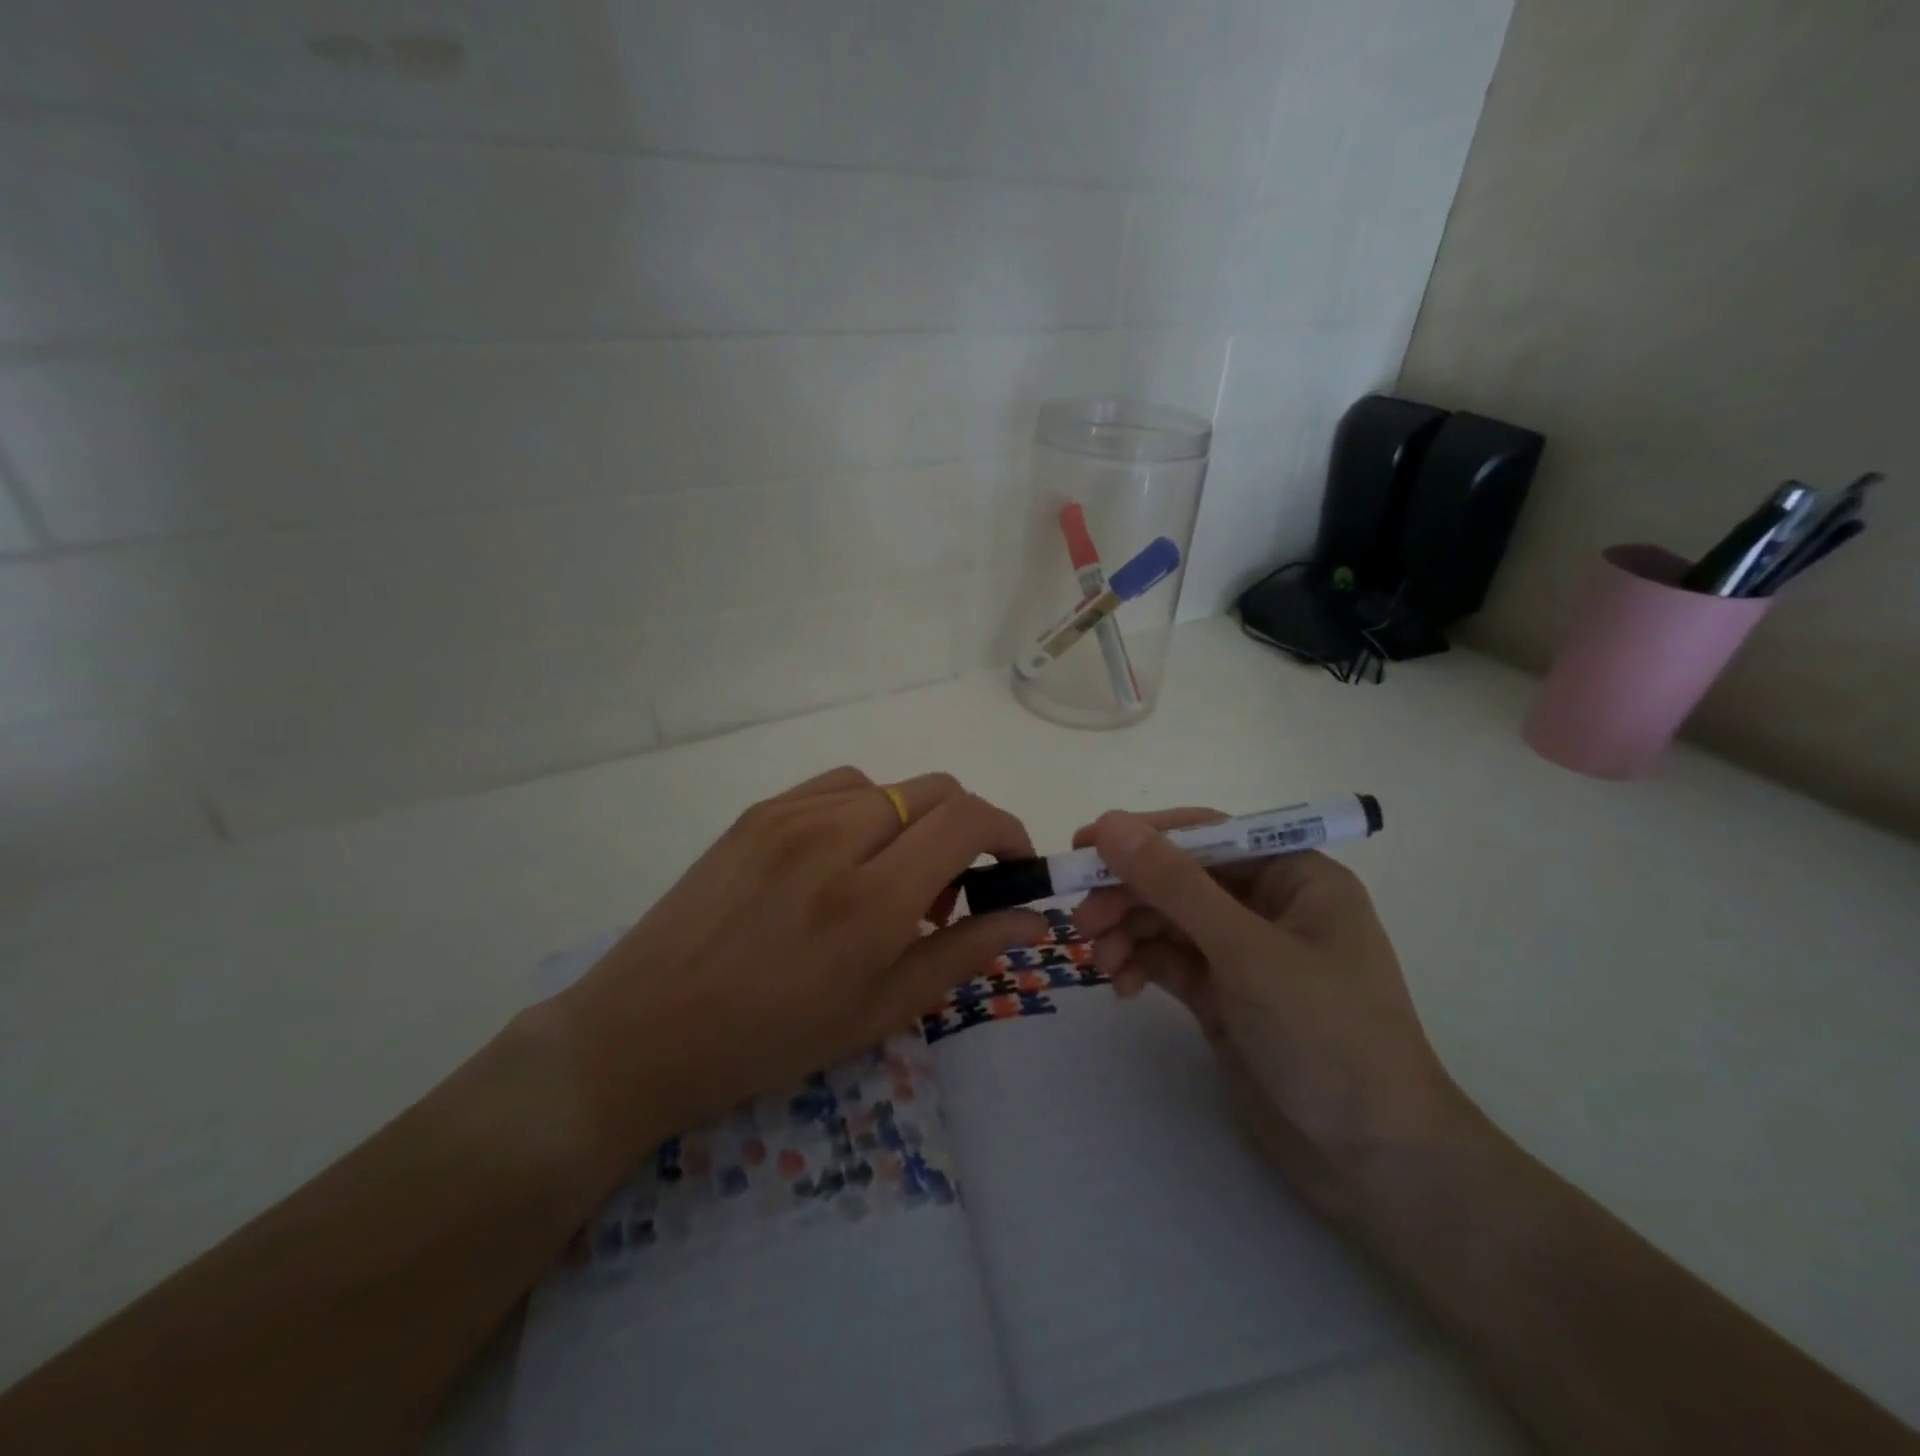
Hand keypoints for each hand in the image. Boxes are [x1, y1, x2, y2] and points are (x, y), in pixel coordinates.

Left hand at [548, 768, 1046, 1167]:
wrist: (646, 1029)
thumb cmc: (772, 1040)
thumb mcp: (882, 1010)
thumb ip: (965, 952)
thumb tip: (1032, 917)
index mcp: (872, 898)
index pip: (968, 820)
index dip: (1008, 833)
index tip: (1013, 868)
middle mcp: (836, 837)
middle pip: (937, 791)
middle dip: (967, 829)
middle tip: (950, 891)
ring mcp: (790, 815)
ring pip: (891, 787)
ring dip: (915, 823)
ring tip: (890, 880)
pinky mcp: (758, 811)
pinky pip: (840, 786)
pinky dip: (868, 810)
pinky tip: (846, 857)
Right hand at [1071, 808, 1476, 1217]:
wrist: (1374, 1162)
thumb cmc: (1327, 1035)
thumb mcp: (1246, 951)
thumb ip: (1175, 885)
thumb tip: (1110, 825)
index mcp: (1293, 876)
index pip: (1207, 834)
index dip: (1144, 836)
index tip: (1085, 846)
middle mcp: (1267, 905)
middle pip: (1179, 878)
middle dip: (1129, 894)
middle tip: (1081, 920)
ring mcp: (1244, 953)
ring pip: (1167, 920)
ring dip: (1127, 931)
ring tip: (1098, 960)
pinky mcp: (1224, 994)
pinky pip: (1169, 961)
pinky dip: (1139, 965)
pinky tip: (1119, 986)